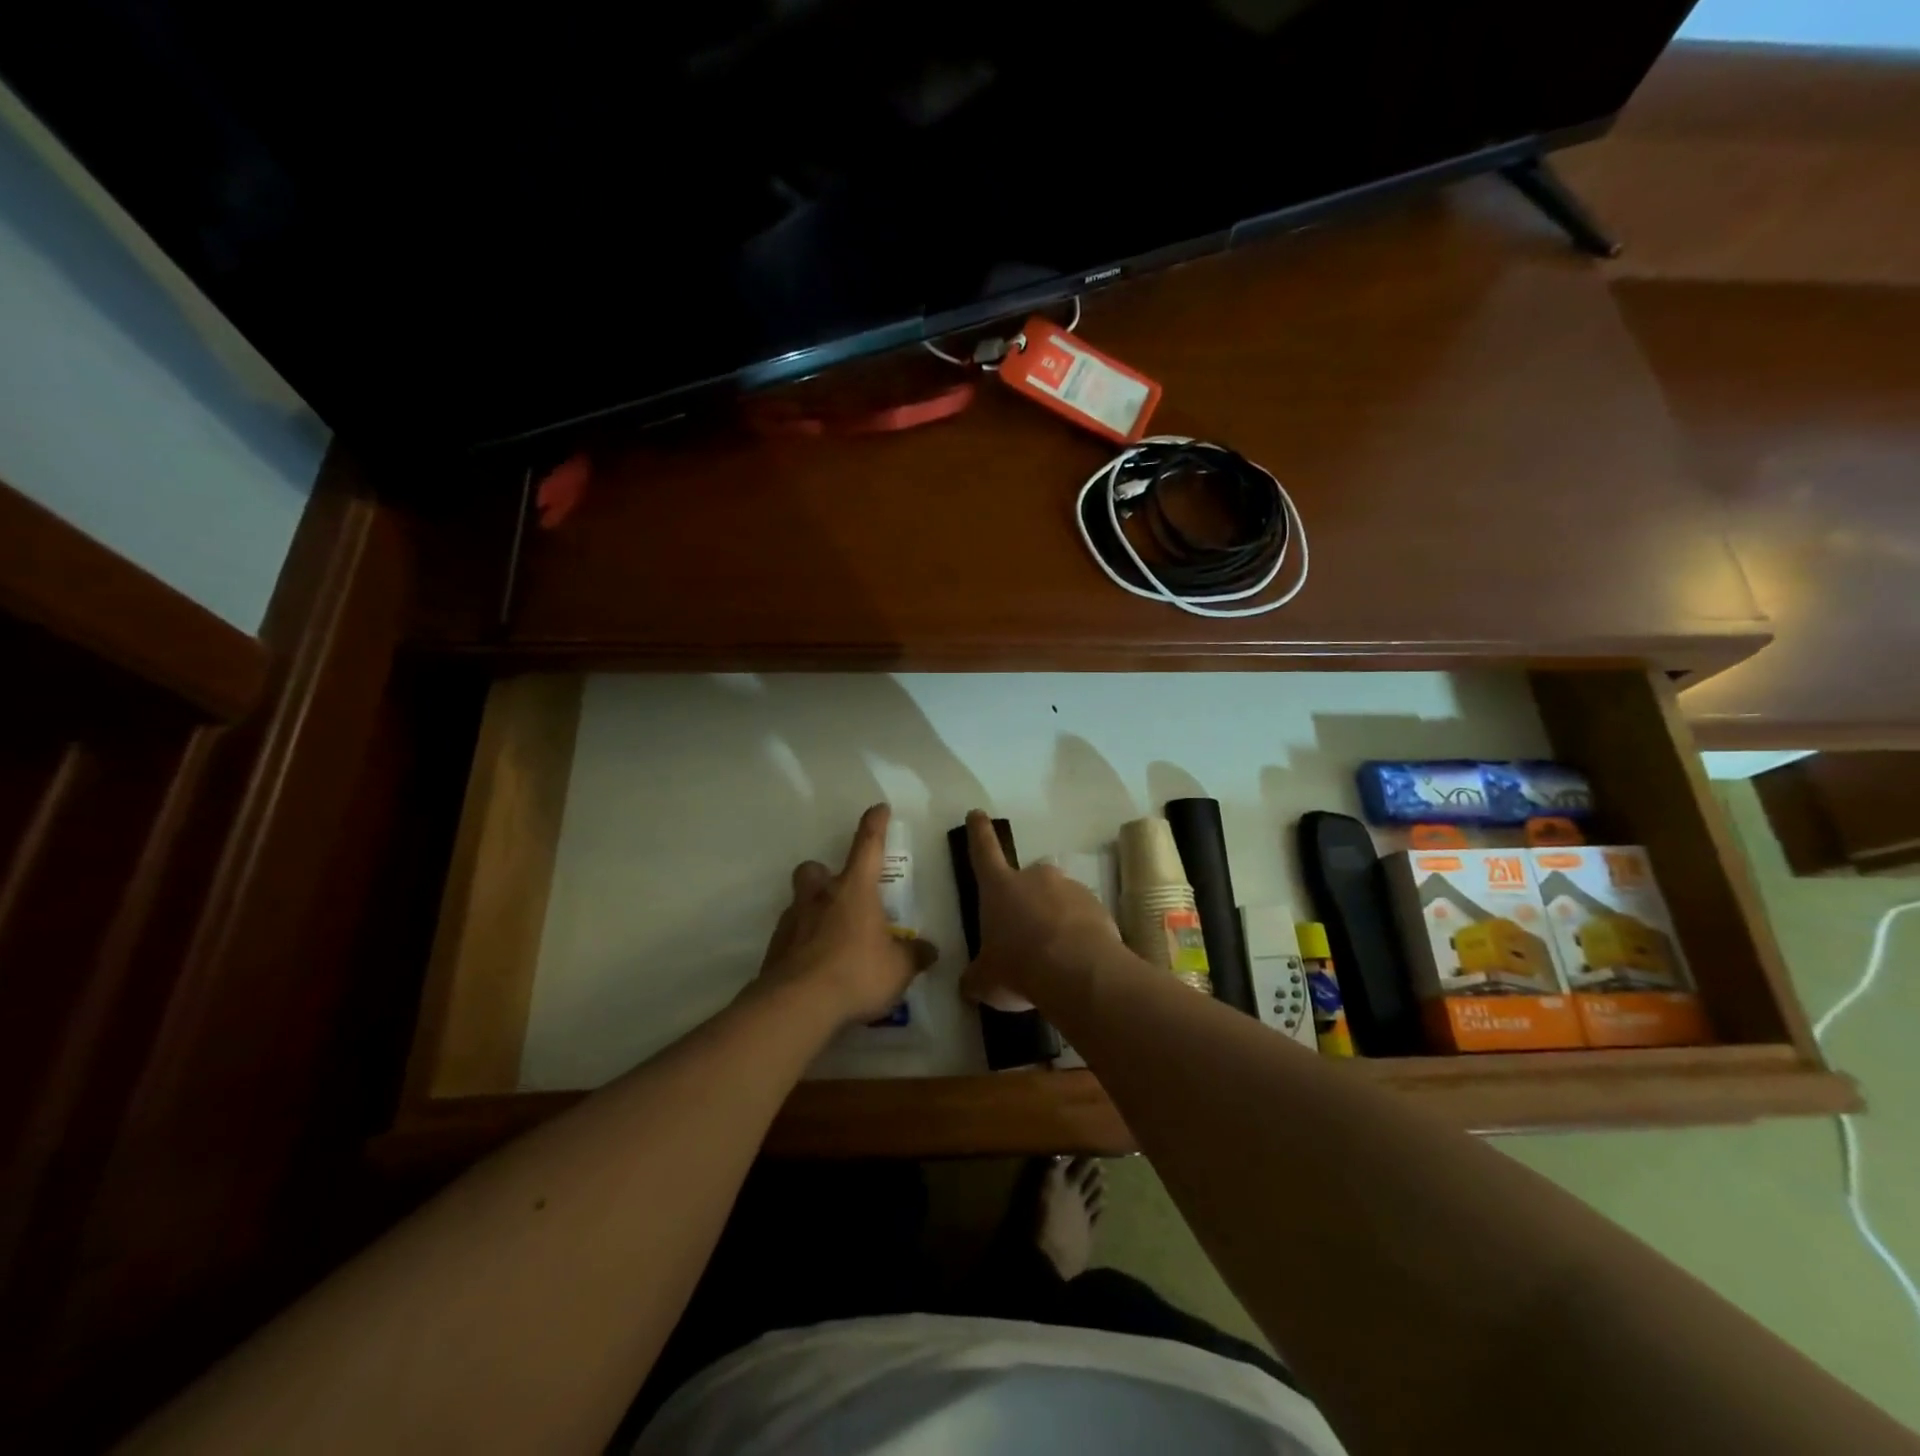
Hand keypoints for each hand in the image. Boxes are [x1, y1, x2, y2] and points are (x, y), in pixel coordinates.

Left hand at [757, 804, 937, 1026]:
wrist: (798, 1005)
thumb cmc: (857, 973)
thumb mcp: (899, 968)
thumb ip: (914, 955)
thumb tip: (929, 950)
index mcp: (854, 890)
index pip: (867, 845)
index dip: (874, 825)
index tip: (879, 808)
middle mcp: (820, 897)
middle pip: (815, 869)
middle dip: (824, 875)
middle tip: (841, 895)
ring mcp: (793, 922)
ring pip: (799, 902)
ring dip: (813, 911)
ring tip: (832, 938)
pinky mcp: (775, 949)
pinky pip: (790, 936)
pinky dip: (802, 944)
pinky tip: (816, 967)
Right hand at [957, 809, 1120, 1011]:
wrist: (1079, 973)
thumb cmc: (1019, 967)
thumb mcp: (986, 980)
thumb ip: (976, 977)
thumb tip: (969, 985)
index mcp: (1000, 887)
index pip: (984, 850)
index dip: (978, 832)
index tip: (977, 813)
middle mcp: (1035, 878)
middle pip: (1027, 882)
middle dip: (1027, 903)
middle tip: (1026, 937)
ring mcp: (1070, 888)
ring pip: (1058, 900)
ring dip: (1054, 920)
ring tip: (1054, 958)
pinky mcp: (1099, 906)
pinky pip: (1083, 917)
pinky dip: (1078, 933)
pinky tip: (1076, 962)